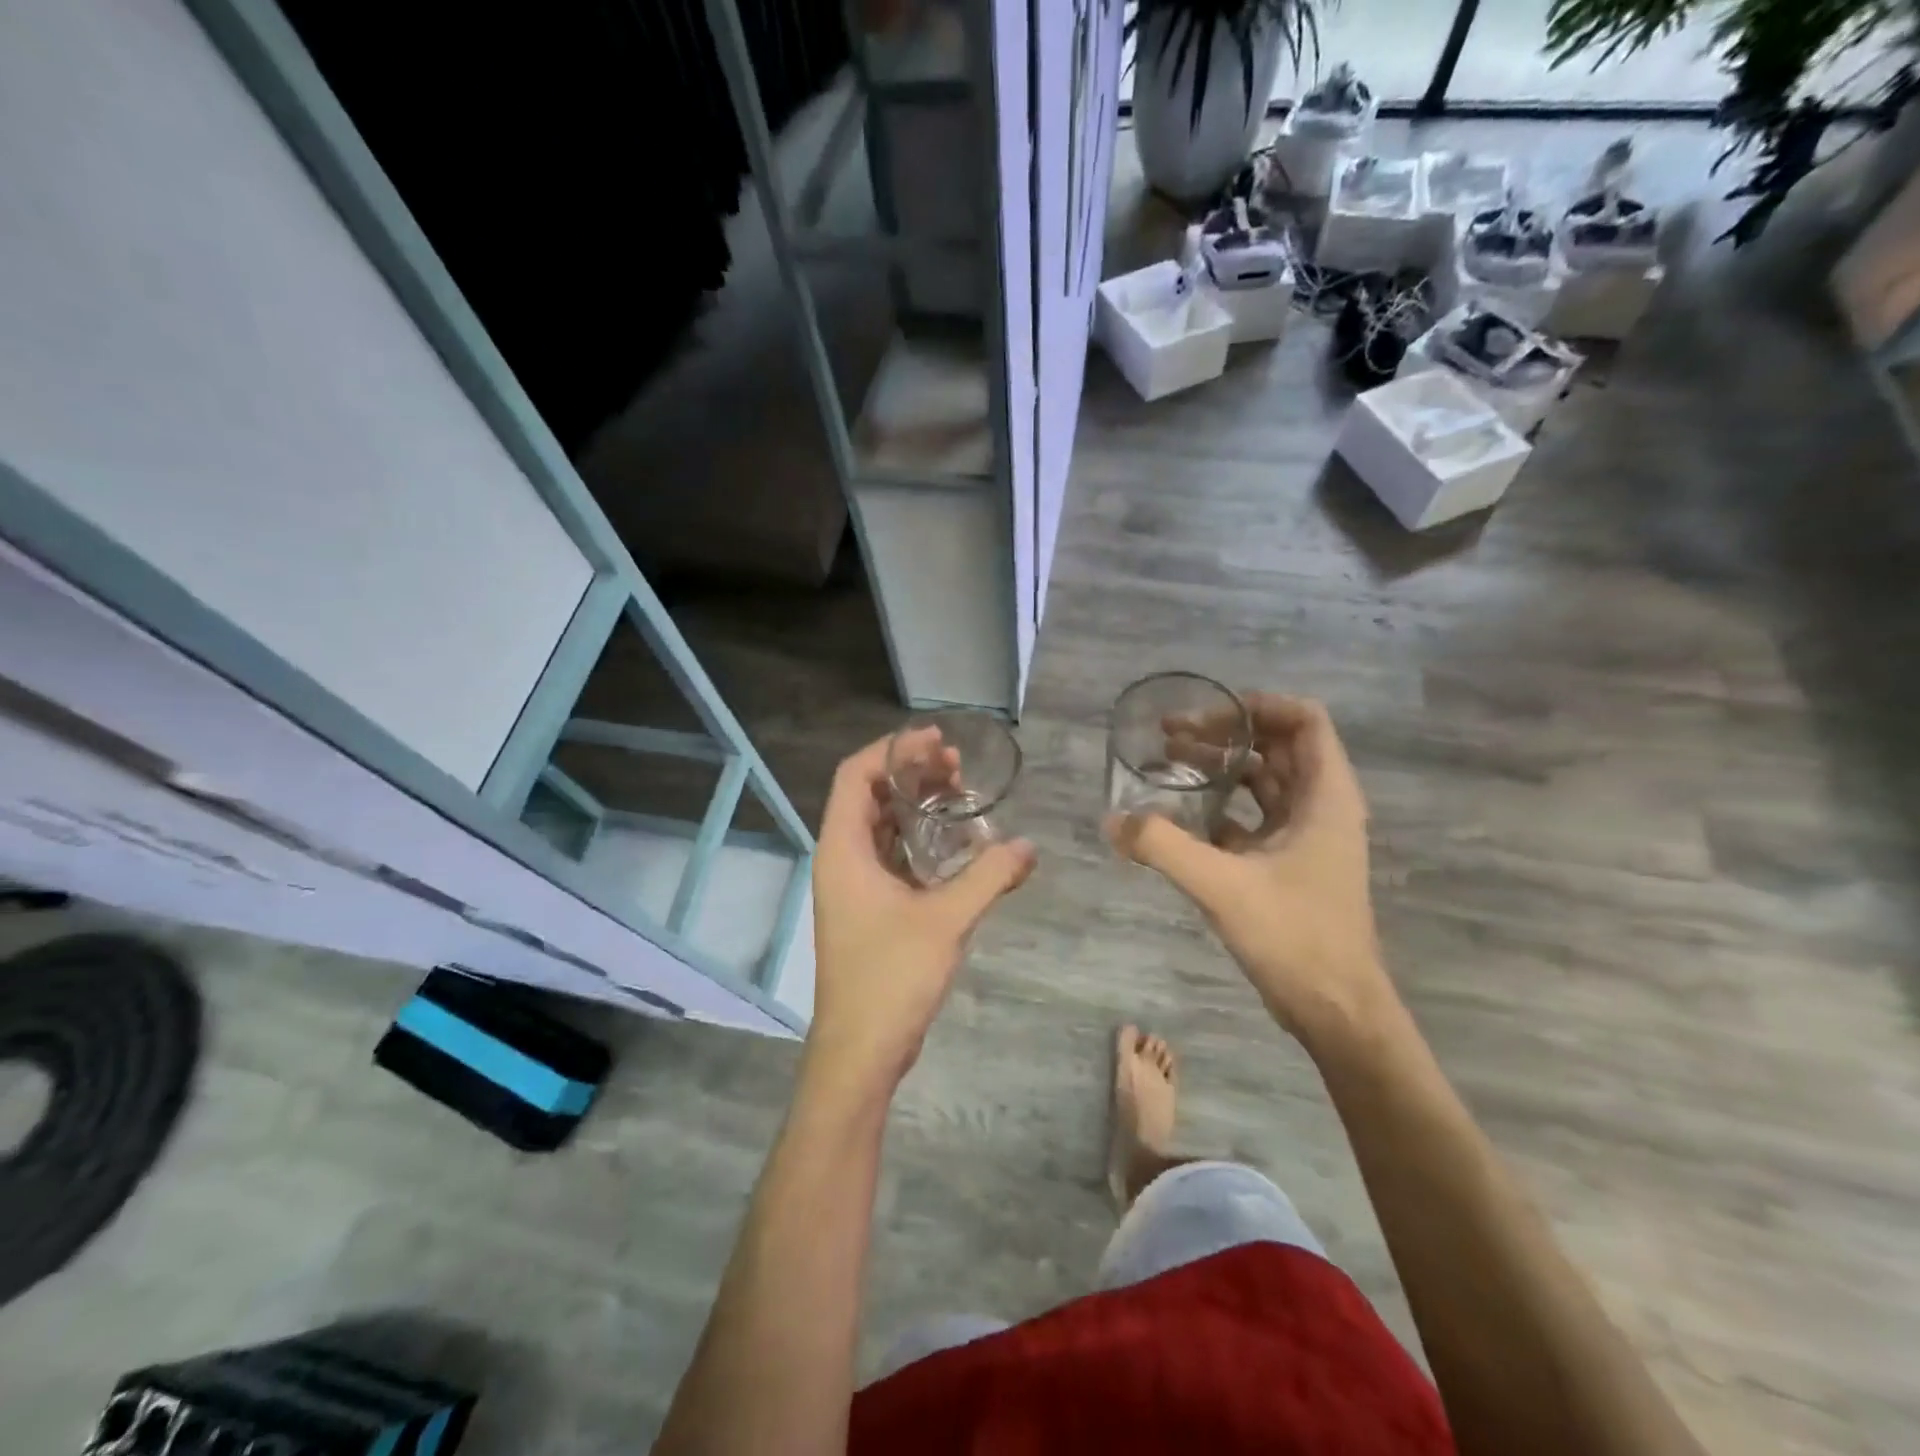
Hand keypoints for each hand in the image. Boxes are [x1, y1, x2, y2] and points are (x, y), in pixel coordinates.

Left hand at [807, 730, 1035, 1093]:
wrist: (860, 1050)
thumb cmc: (891, 977)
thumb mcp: (947, 920)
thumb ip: (989, 877)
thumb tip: (1029, 847)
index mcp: (843, 849)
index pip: (855, 775)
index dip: (893, 750)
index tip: (937, 742)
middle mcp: (841, 859)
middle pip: (869, 795)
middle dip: (911, 774)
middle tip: (958, 767)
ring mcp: (852, 885)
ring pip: (880, 826)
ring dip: (916, 806)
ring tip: (960, 795)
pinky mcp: (867, 908)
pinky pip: (890, 855)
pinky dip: (918, 839)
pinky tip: (955, 843)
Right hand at [1107, 695, 1392, 1046]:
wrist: (1336, 1009)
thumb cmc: (1294, 937)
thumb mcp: (1222, 885)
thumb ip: (1164, 846)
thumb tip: (1112, 820)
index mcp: (1325, 796)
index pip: (1304, 720)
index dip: (1257, 706)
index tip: (1207, 714)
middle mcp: (1321, 807)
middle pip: (1277, 746)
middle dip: (1225, 733)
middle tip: (1170, 736)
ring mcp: (1306, 837)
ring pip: (1262, 782)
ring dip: (1219, 768)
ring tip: (1166, 763)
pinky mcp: (1288, 864)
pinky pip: (1252, 818)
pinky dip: (1219, 807)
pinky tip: (1178, 816)